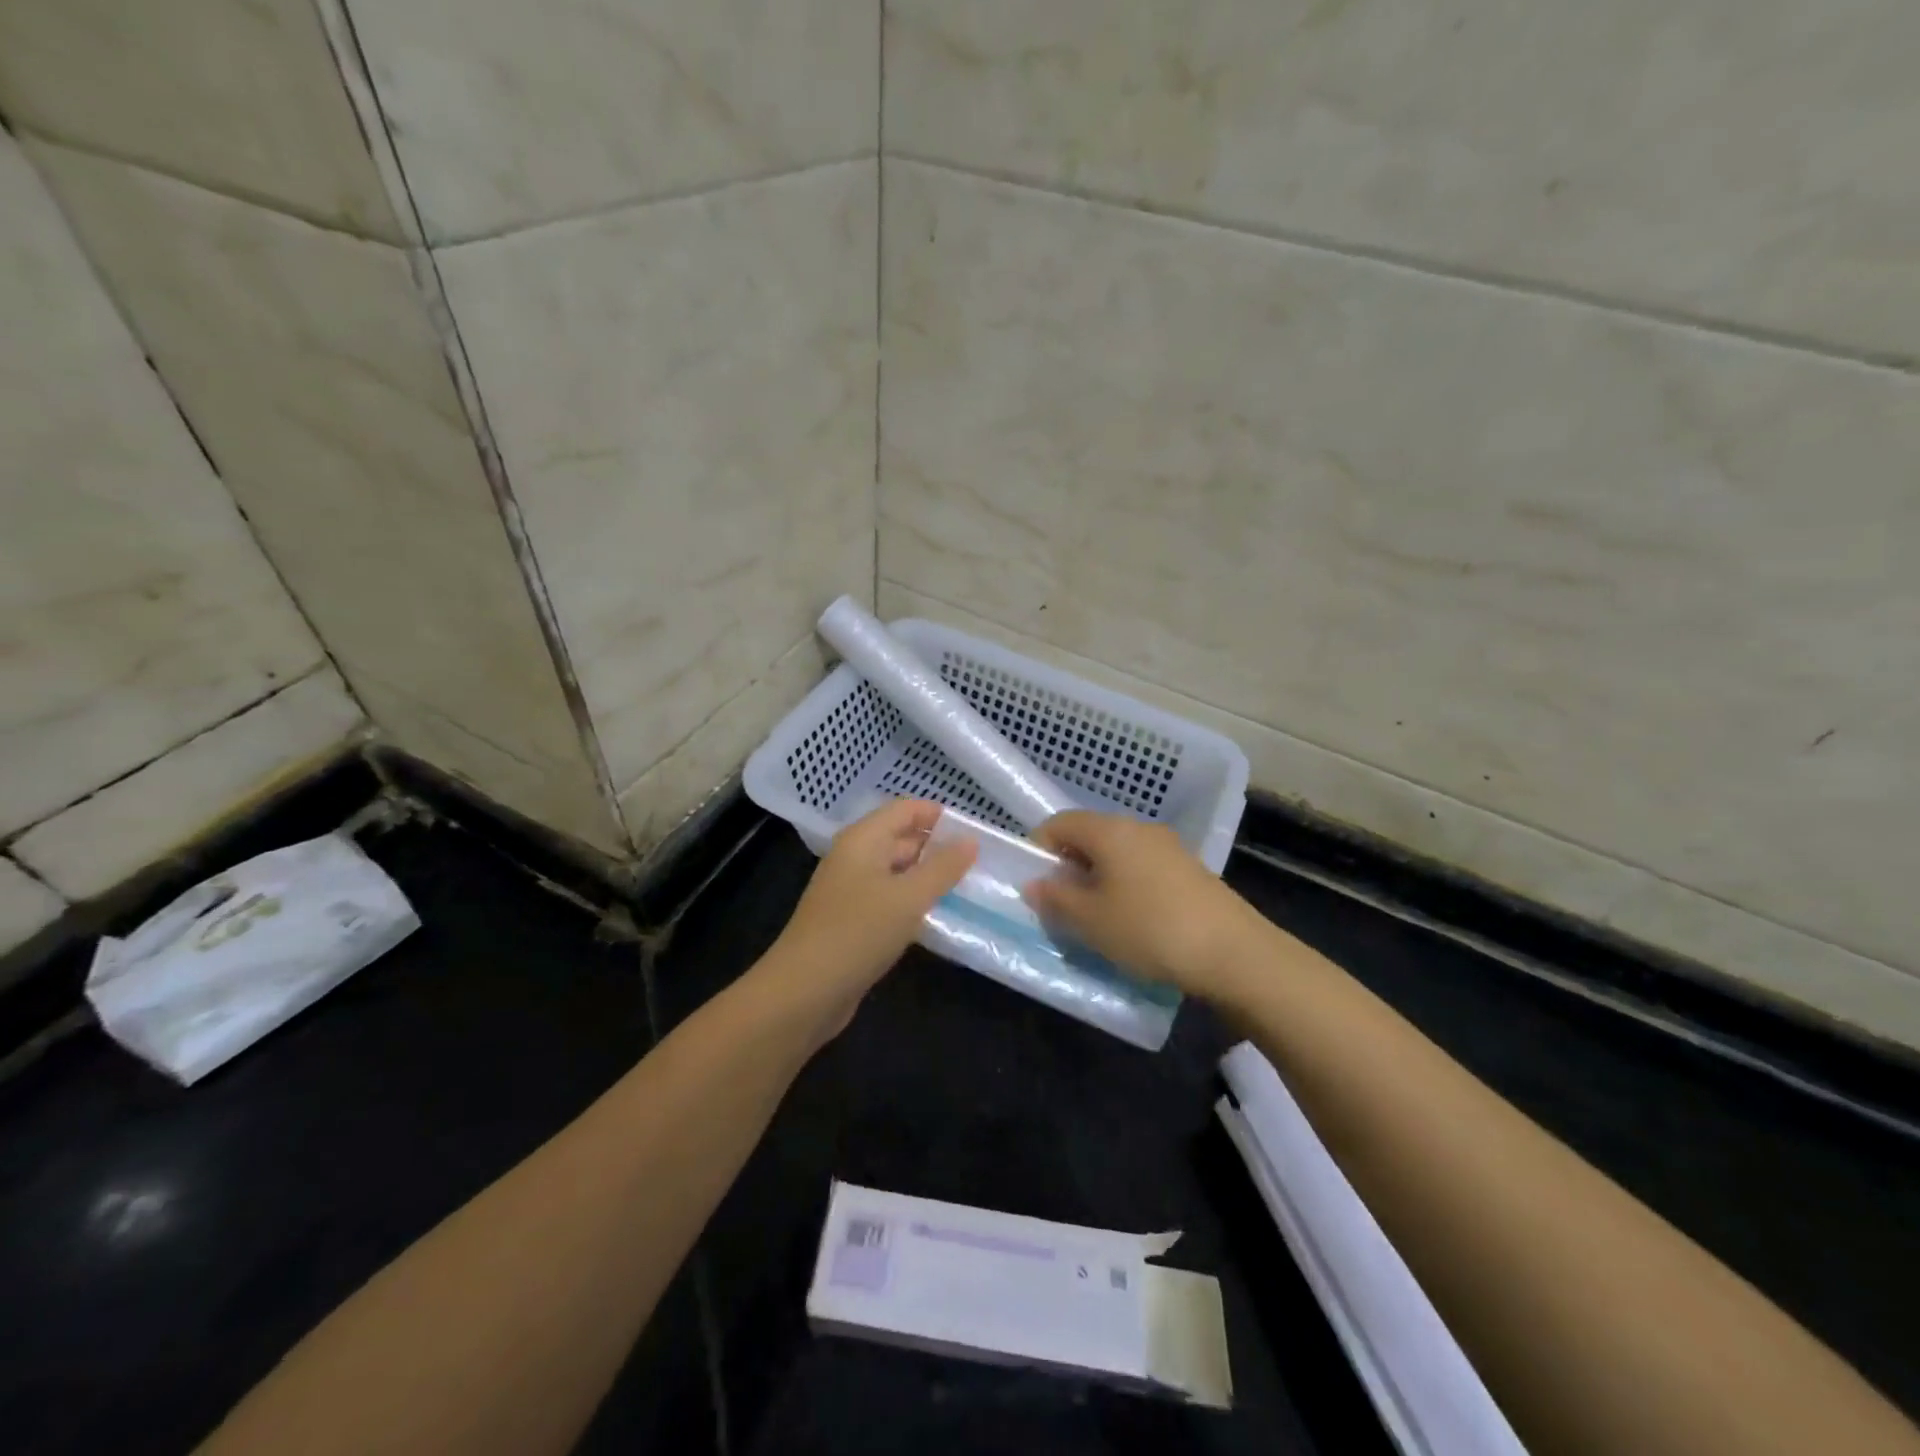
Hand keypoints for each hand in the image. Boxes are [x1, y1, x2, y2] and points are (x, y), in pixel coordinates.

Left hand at [762, 799, 975, 1034]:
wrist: (804, 993)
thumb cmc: (857, 933)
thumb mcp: (908, 898)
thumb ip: (942, 868)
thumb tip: (971, 840)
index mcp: (863, 839)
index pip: (905, 809)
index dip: (938, 815)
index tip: (975, 831)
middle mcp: (855, 858)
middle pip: (901, 838)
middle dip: (938, 847)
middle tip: (980, 862)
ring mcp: (851, 891)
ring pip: (897, 872)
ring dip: (928, 877)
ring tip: (968, 887)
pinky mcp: (853, 922)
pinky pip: (889, 900)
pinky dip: (913, 903)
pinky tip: (938, 916)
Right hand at [1024, 811, 1260, 998]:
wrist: (1235, 953)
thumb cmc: (1150, 929)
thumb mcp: (1090, 920)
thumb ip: (1055, 898)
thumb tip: (1034, 883)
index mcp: (1110, 831)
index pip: (1059, 823)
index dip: (1038, 849)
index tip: (1037, 886)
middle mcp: (1139, 828)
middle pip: (1089, 835)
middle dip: (1068, 866)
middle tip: (1063, 906)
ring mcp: (1169, 847)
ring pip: (1118, 853)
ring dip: (1098, 878)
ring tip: (1098, 919)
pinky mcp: (1190, 870)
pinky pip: (1143, 868)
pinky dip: (1127, 886)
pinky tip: (1134, 921)